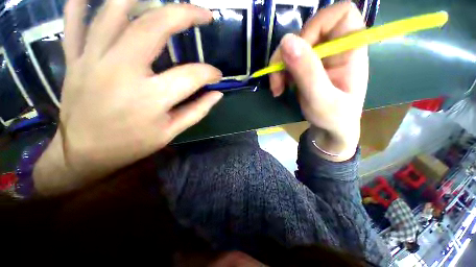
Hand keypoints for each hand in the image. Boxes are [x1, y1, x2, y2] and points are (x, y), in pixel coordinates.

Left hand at [33, 1, 222, 194]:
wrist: (84, 153)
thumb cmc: (131, 145)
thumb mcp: (171, 132)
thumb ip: (197, 111)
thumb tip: (217, 94)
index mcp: (151, 99)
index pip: (191, 76)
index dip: (209, 73)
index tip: (217, 75)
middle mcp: (121, 72)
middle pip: (154, 27)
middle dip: (185, 14)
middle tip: (204, 14)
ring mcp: (92, 61)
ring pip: (114, 14)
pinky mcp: (74, 60)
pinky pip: (75, 22)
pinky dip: (81, 2)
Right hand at [269, 2, 367, 160]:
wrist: (330, 129)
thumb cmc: (333, 117)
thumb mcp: (320, 98)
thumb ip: (307, 72)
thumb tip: (287, 41)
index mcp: (350, 50)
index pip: (340, 14)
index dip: (316, 25)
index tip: (300, 50)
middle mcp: (334, 48)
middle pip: (307, 30)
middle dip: (286, 54)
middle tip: (278, 79)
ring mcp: (318, 57)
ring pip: (292, 47)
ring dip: (279, 67)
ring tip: (277, 88)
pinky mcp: (305, 67)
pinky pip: (287, 61)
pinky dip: (278, 74)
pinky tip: (279, 88)